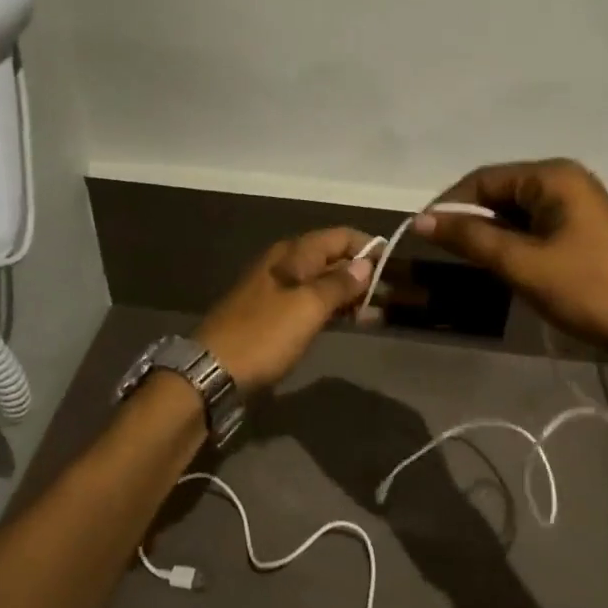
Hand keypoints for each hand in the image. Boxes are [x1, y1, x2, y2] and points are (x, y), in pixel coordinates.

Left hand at [195, 228, 374, 391]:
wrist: (213, 371)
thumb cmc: (264, 335)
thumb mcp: (307, 307)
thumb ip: (339, 284)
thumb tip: (366, 264)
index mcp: (292, 254)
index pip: (338, 236)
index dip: (367, 246)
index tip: (393, 264)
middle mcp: (285, 265)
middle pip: (331, 258)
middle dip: (361, 272)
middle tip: (391, 294)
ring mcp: (277, 291)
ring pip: (322, 283)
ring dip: (349, 294)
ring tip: (377, 313)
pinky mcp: (273, 317)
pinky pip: (310, 304)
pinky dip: (332, 310)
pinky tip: (350, 323)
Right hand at [415, 159, 607, 353]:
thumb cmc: (585, 287)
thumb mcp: (522, 263)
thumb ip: (470, 237)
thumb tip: (420, 220)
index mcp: (553, 177)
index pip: (484, 178)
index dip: (450, 204)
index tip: (423, 232)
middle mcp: (564, 180)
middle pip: (499, 191)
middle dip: (470, 218)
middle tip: (444, 249)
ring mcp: (576, 203)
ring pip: (514, 210)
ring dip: (490, 231)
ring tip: (469, 259)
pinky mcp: (580, 227)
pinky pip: (533, 224)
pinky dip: (512, 240)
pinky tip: (501, 262)